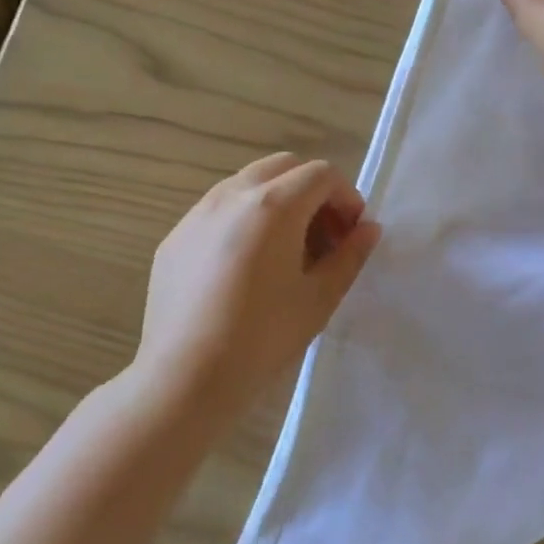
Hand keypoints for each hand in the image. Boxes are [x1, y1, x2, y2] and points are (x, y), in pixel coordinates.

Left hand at [135, 153, 380, 419]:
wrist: (186, 377)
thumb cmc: (263, 337)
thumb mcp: (319, 298)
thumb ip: (350, 256)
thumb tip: (368, 230)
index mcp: (273, 206)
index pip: (322, 175)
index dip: (347, 198)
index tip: (352, 235)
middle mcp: (232, 195)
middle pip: (283, 167)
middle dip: (313, 192)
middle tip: (324, 238)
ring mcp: (197, 214)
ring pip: (248, 184)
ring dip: (278, 203)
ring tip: (286, 253)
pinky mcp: (175, 238)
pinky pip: (218, 211)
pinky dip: (244, 221)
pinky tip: (245, 269)